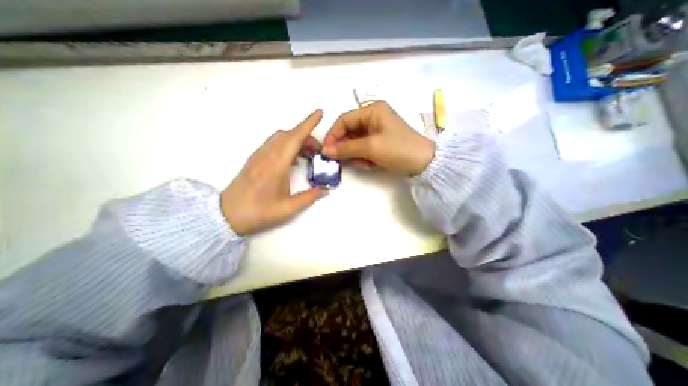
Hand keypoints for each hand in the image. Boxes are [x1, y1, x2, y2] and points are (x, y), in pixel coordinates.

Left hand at [220, 109, 326, 234]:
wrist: (227, 215)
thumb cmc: (258, 212)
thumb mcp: (288, 208)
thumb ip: (309, 198)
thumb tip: (325, 190)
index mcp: (276, 165)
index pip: (294, 138)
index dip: (308, 124)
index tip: (319, 113)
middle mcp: (267, 155)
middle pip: (289, 134)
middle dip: (307, 136)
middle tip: (319, 150)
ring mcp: (259, 156)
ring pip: (281, 137)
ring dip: (297, 139)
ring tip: (308, 154)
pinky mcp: (256, 159)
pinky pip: (274, 143)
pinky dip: (287, 144)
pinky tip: (293, 159)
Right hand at [324, 101, 433, 176]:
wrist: (423, 163)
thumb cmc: (397, 149)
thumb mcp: (370, 147)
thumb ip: (346, 148)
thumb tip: (326, 151)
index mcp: (372, 110)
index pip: (344, 120)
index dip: (333, 135)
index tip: (326, 151)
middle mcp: (373, 117)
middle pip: (349, 132)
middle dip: (346, 147)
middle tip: (341, 161)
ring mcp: (377, 130)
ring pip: (356, 142)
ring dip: (356, 154)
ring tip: (365, 163)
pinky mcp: (380, 142)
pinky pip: (364, 148)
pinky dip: (364, 157)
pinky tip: (371, 164)